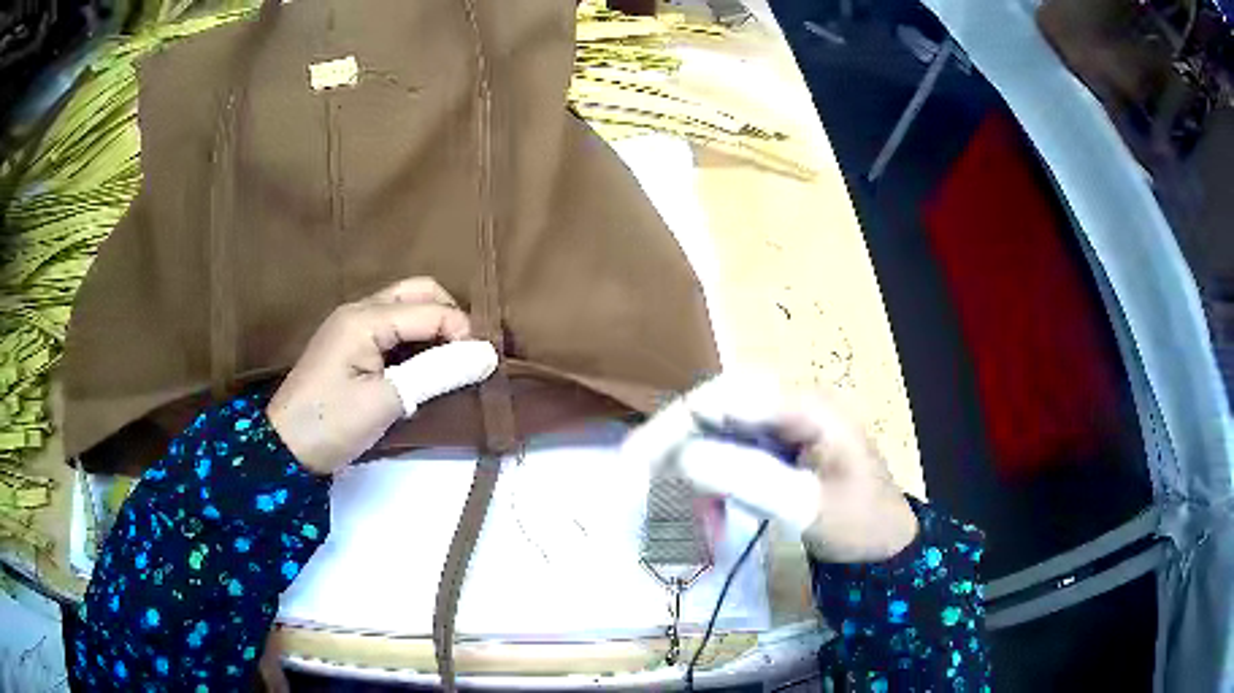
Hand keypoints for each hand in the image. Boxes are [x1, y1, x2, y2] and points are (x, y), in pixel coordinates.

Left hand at [267, 278, 471, 474]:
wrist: (284, 450)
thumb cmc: (331, 424)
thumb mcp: (386, 401)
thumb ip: (436, 373)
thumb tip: (486, 355)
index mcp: (364, 318)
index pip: (429, 309)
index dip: (463, 332)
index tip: (484, 365)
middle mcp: (359, 311)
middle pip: (418, 292)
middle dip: (450, 316)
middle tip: (467, 354)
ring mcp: (353, 326)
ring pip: (406, 308)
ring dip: (434, 327)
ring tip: (452, 362)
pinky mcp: (351, 345)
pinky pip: (394, 328)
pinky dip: (417, 341)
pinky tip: (425, 367)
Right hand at [625, 375, 918, 563]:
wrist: (886, 543)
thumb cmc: (860, 523)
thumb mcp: (809, 507)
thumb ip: (751, 479)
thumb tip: (686, 457)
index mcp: (805, 406)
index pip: (724, 398)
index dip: (675, 428)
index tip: (635, 466)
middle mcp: (788, 405)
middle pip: (712, 409)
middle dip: (671, 446)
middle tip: (631, 481)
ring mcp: (781, 426)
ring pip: (714, 433)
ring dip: (688, 471)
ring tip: (673, 514)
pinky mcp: (775, 448)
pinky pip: (727, 457)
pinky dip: (709, 488)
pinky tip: (708, 522)